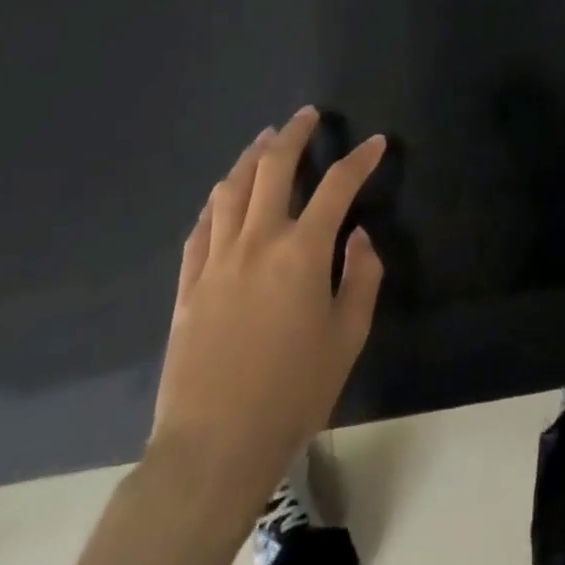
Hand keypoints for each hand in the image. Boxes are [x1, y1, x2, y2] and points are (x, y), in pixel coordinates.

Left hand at [149, 108, 385, 508]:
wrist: (212, 448)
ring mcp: (216, 261)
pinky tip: (224, 194)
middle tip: (307, 116)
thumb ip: (361, 277)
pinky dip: (217, 201)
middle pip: (273, 168)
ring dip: (251, 157)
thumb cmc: (292, 392)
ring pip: (231, 190)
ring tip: (265, 140)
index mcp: (301, 252)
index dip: (360, 159)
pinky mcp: (188, 285)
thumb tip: (358, 237)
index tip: (377, 142)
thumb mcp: (348, 336)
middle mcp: (257, 241)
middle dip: (293, 135)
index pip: (337, 186)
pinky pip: (201, 227)